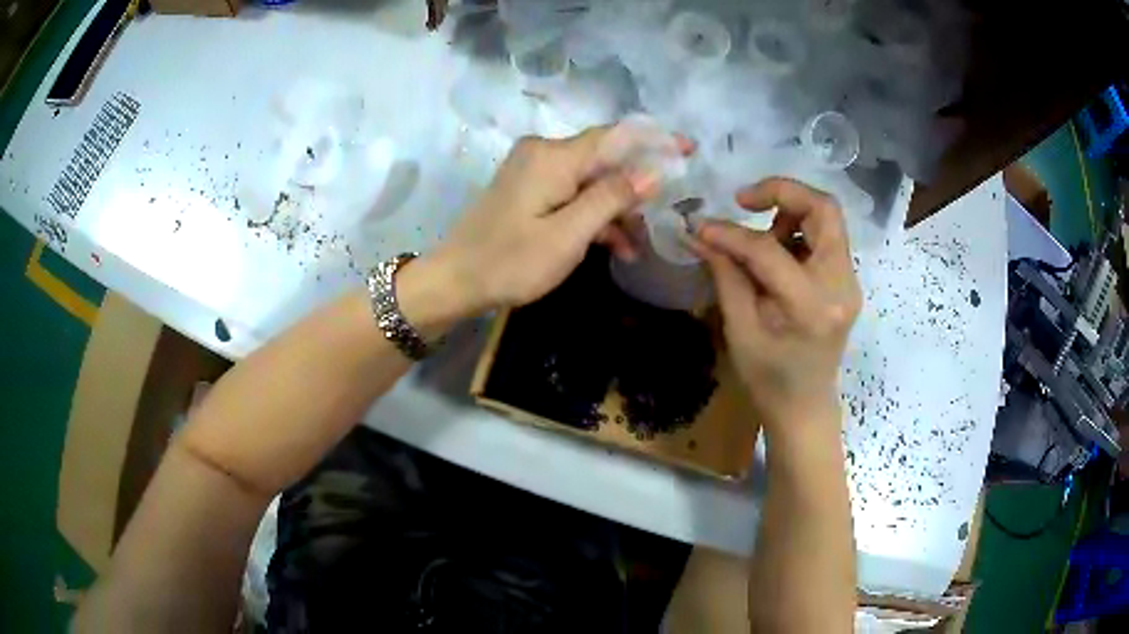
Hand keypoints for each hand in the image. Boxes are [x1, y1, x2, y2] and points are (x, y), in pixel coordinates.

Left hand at [427, 129, 664, 317]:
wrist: (454, 281)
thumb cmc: (509, 262)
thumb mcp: (568, 235)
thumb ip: (612, 198)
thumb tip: (654, 170)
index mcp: (554, 156)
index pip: (616, 136)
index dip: (655, 140)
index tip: (689, 149)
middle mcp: (544, 152)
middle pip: (605, 159)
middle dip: (636, 187)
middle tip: (664, 215)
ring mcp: (534, 170)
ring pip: (590, 181)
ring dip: (614, 210)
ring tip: (635, 248)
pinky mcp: (529, 188)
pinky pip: (571, 194)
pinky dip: (591, 216)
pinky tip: (613, 246)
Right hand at [693, 178, 860, 434]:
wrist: (804, 407)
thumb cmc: (768, 380)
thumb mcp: (739, 330)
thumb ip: (725, 274)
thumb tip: (698, 233)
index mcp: (811, 306)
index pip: (769, 250)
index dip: (731, 233)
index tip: (701, 226)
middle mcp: (841, 285)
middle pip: (824, 209)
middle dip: (782, 193)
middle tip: (744, 201)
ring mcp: (849, 281)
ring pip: (827, 218)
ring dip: (790, 212)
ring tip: (760, 235)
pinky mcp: (846, 280)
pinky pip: (826, 237)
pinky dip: (798, 230)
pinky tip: (777, 251)